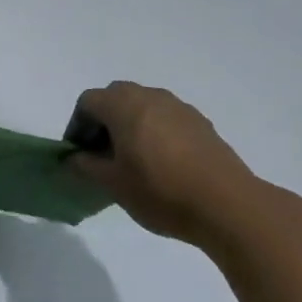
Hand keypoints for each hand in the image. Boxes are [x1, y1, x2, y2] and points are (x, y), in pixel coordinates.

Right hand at [69, 81, 278, 253]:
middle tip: (102, 154)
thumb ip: (85, 166)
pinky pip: (166, 118)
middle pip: (115, 98)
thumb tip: (72, 158)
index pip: (87, 102)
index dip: (77, 125)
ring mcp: (178, 106)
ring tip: (133, 161)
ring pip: (142, 106)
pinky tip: (163, 164)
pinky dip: (155, 132)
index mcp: (123, 104)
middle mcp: (149, 95)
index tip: (79, 154)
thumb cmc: (161, 191)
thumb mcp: (113, 184)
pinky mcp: (200, 122)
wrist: (228, 205)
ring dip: (130, 125)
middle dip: (103, 121)